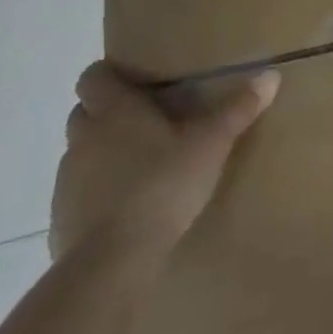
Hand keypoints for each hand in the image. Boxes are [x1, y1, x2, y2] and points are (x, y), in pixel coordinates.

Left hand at [50, 63, 280, 261]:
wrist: (112, 259)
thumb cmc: (163, 184)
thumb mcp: (212, 144)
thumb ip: (238, 109)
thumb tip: (271, 75)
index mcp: (115, 111)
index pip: (93, 77)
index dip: (108, 75)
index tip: (135, 81)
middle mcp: (84, 137)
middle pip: (84, 111)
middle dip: (107, 112)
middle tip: (146, 120)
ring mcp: (67, 178)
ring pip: (82, 151)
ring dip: (103, 151)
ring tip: (142, 163)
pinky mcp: (61, 215)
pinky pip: (79, 190)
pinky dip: (98, 189)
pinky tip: (128, 204)